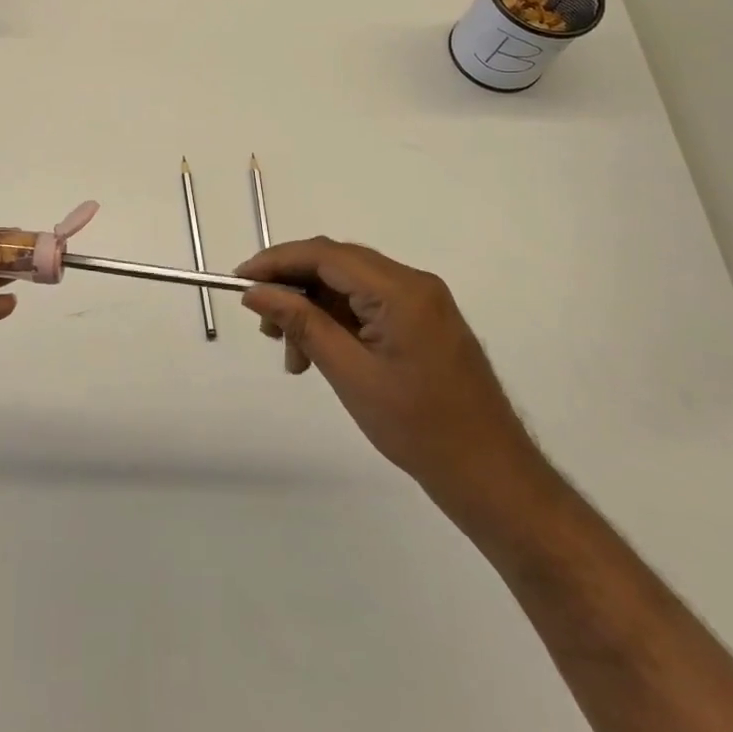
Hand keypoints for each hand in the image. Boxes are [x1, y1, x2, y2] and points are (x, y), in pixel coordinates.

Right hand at [236, 237, 545, 524]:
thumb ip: (302, 324)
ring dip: (313, 310)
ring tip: (293, 356)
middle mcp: (414, 283)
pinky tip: (320, 357)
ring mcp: (422, 303)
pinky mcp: (423, 323)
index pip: (325, 254)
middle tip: (263, 325)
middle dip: (293, 287)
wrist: (493, 477)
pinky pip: (368, 306)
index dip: (276, 261)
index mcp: (401, 290)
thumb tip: (256, 291)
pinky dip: (337, 323)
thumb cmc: (420, 429)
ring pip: (349, 286)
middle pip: (336, 264)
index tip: (239, 281)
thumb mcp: (351, 374)